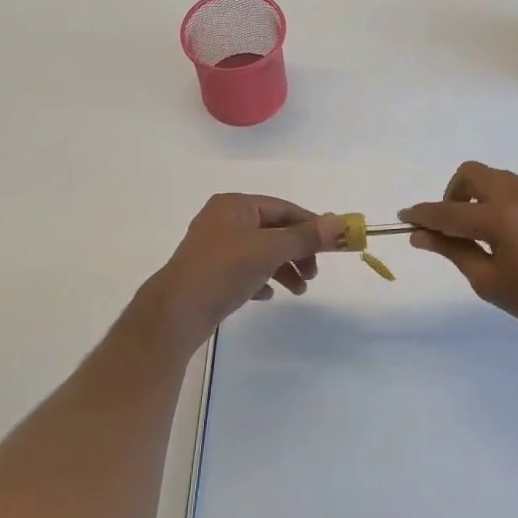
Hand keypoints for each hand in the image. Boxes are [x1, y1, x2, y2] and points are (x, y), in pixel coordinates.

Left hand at [135, 194, 344, 352]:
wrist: (177, 312)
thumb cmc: (224, 270)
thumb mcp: (269, 250)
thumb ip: (305, 237)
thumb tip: (341, 223)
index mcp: (235, 205)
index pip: (283, 208)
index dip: (310, 225)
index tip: (333, 245)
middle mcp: (224, 220)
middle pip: (273, 230)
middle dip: (297, 251)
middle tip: (313, 274)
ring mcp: (215, 247)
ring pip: (260, 252)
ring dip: (283, 268)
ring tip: (298, 291)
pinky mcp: (211, 273)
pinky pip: (244, 270)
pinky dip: (261, 279)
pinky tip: (268, 296)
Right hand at [399, 162, 517, 345]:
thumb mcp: (488, 281)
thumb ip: (452, 250)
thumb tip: (420, 234)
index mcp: (500, 218)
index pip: (448, 211)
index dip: (423, 213)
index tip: (405, 215)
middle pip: (473, 173)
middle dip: (455, 193)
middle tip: (456, 223)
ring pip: (502, 181)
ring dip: (485, 198)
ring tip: (493, 234)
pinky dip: (514, 207)